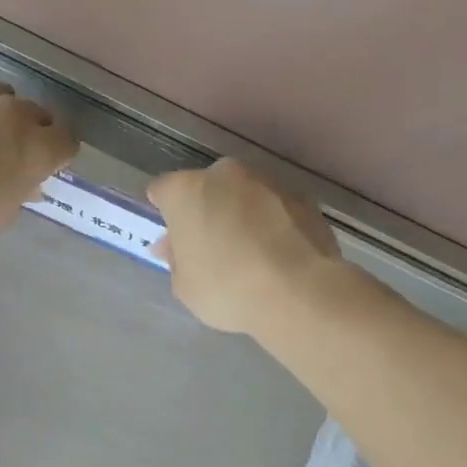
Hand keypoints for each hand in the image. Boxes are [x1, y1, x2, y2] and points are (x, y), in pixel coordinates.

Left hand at [0, 66, 76, 251]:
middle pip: (35, 112)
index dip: (56, 153)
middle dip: (28, 130)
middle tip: (6, 151)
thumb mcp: (0, 216)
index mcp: (36, 148)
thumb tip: (27, 181)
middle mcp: (12, 113)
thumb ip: (20, 190)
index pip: (66, 140)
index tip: (45, 164)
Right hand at [147, 159, 345, 334]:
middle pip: (207, 187)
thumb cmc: (227, 288)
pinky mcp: (303, 198)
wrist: (298, 292)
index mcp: (186, 190)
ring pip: (245, 194)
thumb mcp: (185, 286)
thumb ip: (177, 259)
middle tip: (210, 246)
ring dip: (241, 214)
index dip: (165, 212)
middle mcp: (226, 175)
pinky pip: (276, 208)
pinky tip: (277, 254)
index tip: (173, 238)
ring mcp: (268, 182)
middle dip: (206, 210)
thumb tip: (176, 247)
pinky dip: (273, 223)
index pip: (163, 190)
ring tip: (250, 253)